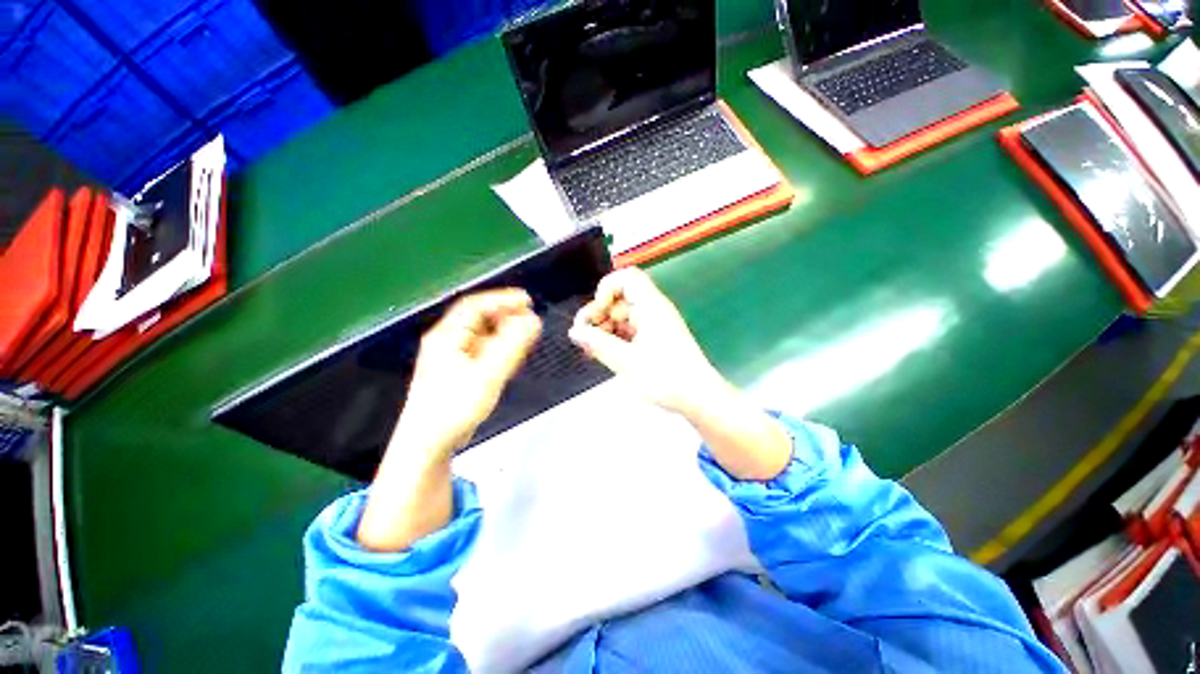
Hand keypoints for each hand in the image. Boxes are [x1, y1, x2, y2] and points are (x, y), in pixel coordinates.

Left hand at [358, 289, 540, 551]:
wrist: (428, 444)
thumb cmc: (454, 407)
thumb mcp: (487, 374)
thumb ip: (512, 345)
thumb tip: (533, 319)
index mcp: (448, 335)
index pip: (476, 305)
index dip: (502, 299)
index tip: (528, 300)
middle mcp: (448, 341)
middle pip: (480, 319)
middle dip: (506, 316)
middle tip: (531, 320)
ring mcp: (452, 357)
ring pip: (483, 336)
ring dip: (505, 333)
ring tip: (527, 336)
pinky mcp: (459, 372)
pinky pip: (483, 351)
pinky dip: (500, 348)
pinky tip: (512, 356)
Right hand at [568, 268, 721, 414]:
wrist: (699, 398)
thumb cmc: (665, 377)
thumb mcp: (626, 361)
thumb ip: (597, 344)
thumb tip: (575, 332)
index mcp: (650, 306)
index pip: (626, 278)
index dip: (606, 289)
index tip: (597, 314)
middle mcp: (653, 310)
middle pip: (620, 299)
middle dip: (599, 314)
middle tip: (585, 338)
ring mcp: (654, 325)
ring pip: (622, 317)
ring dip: (605, 329)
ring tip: (591, 350)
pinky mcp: (654, 339)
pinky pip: (629, 331)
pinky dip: (615, 339)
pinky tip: (604, 354)